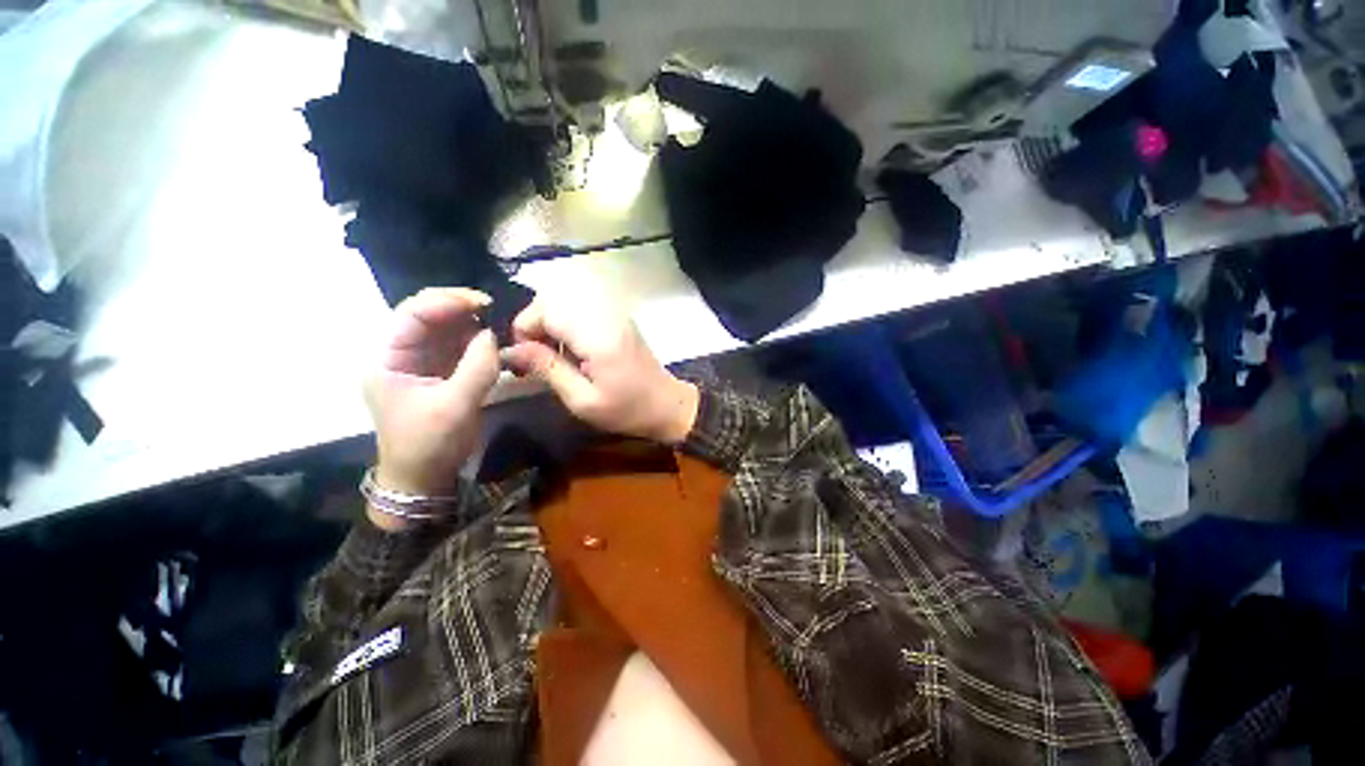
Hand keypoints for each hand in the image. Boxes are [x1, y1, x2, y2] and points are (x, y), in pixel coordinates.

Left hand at [364, 288, 499, 508]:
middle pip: (429, 317)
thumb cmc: (429, 444)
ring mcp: (423, 363)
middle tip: (496, 310)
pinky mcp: (442, 374)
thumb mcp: (454, 406)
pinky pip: (460, 348)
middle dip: (461, 309)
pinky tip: (496, 342)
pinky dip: (478, 342)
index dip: (446, 301)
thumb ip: (476, 368)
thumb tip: (494, 334)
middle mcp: (402, 354)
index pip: (412, 314)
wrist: (425, 478)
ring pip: (447, 331)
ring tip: (500, 324)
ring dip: (473, 324)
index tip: (483, 302)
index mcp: (388, 359)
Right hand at [502, 297, 699, 443]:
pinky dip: (568, 322)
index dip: (526, 327)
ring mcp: (615, 313)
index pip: (547, 309)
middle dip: (536, 323)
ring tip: (554, 354)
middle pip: (554, 298)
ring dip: (551, 322)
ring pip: (567, 300)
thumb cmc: (626, 409)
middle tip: (537, 355)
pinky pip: (582, 307)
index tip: (525, 357)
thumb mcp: (582, 400)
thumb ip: (548, 369)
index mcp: (597, 335)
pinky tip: (573, 349)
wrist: (667, 404)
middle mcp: (606, 315)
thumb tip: (512, 349)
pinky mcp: (618, 318)